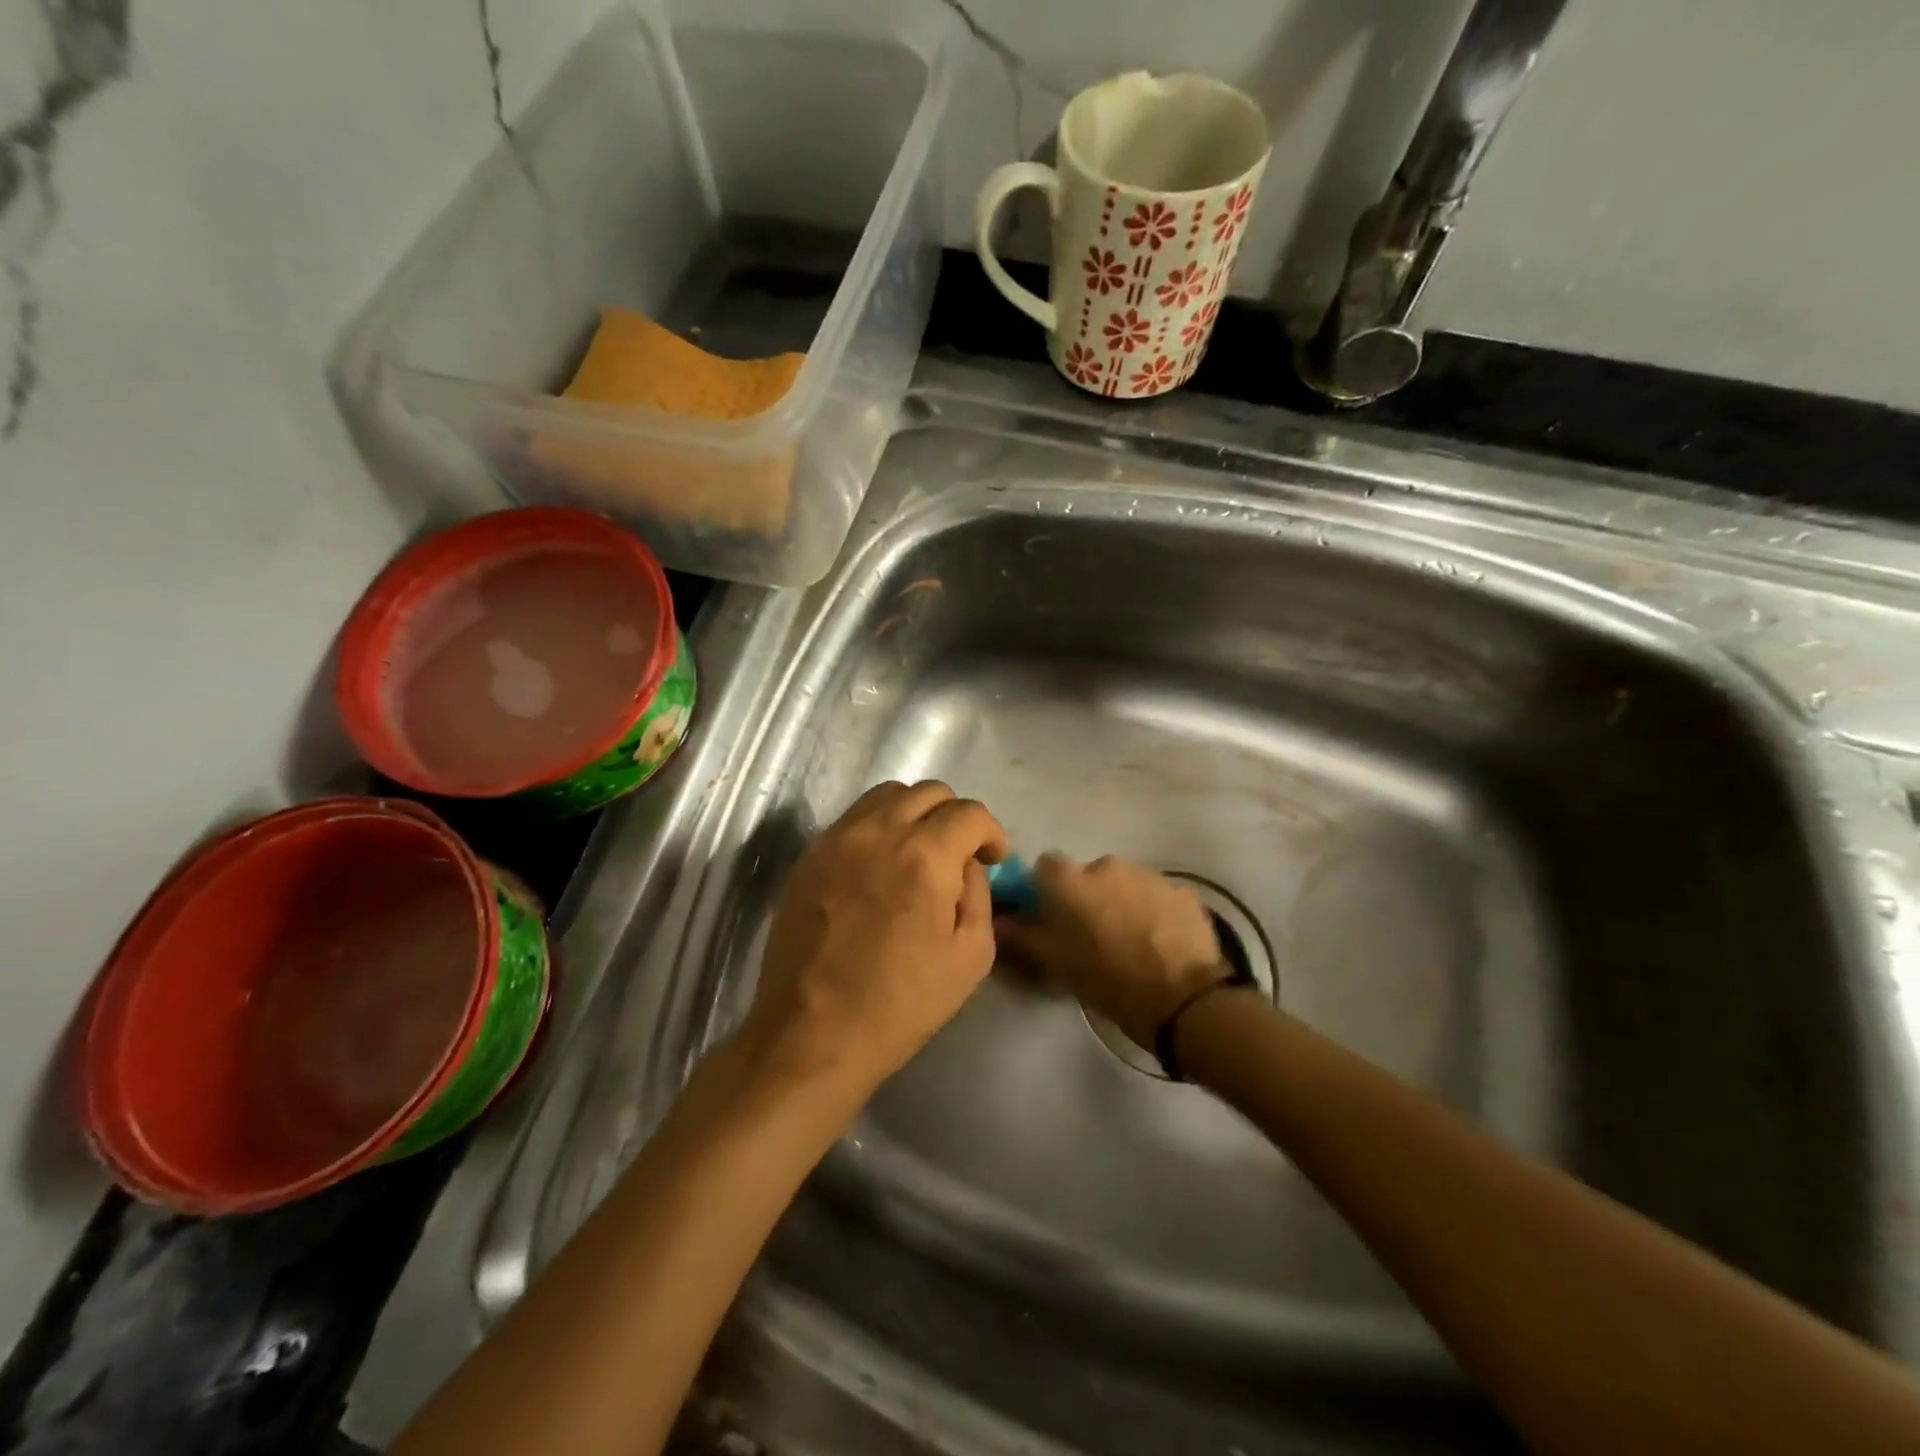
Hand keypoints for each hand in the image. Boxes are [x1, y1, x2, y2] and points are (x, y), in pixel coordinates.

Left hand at [740, 781, 1008, 1099]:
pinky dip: (878, 827)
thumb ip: (979, 894)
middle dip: (955, 816)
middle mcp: (879, 832)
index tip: (993, 859)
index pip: (970, 813)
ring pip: (887, 795)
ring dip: (914, 813)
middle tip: (959, 854)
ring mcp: (837, 839)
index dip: (991, 832)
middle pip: (929, 792)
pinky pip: (853, 819)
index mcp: (925, 856)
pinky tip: (879, 866)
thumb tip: (967, 864)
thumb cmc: (900, 1004)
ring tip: (918, 851)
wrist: (812, 1033)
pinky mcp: (809, 856)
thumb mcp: (970, 957)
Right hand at [995, 854, 1224, 1048]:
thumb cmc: (1107, 980)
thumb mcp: (1055, 963)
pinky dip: (1155, 911)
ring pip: (1125, 883)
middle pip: (1089, 874)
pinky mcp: (1183, 891)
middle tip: (1095, 934)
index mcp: (1071, 880)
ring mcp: (1149, 875)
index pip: (1046, 867)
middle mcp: (1107, 865)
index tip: (1052, 916)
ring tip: (1132, 940)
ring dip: (1123, 902)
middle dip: (1089, 897)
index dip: (1047, 890)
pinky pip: (1158, 895)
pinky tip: (1162, 942)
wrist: (1182, 999)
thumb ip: (1021, 935)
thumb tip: (997, 920)